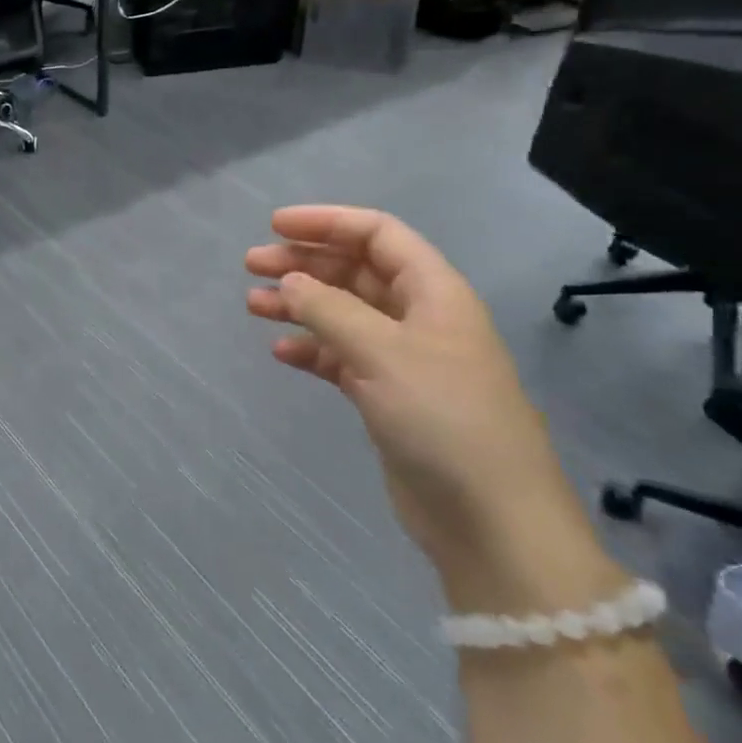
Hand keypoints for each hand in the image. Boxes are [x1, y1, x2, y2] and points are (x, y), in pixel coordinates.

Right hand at [247, 207, 606, 606]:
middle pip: (355, 271)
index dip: (327, 222)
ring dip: (300, 304)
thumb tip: (289, 281)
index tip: (275, 226)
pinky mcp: (389, 397)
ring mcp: (404, 359)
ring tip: (253, 305)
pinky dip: (312, 349)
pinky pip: (342, 357)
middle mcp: (419, 317)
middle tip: (251, 266)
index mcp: (434, 292)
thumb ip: (329, 309)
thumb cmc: (443, 419)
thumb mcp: (382, 352)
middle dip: (304, 262)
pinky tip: (282, 352)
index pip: (378, 234)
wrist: (490, 520)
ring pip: (343, 313)